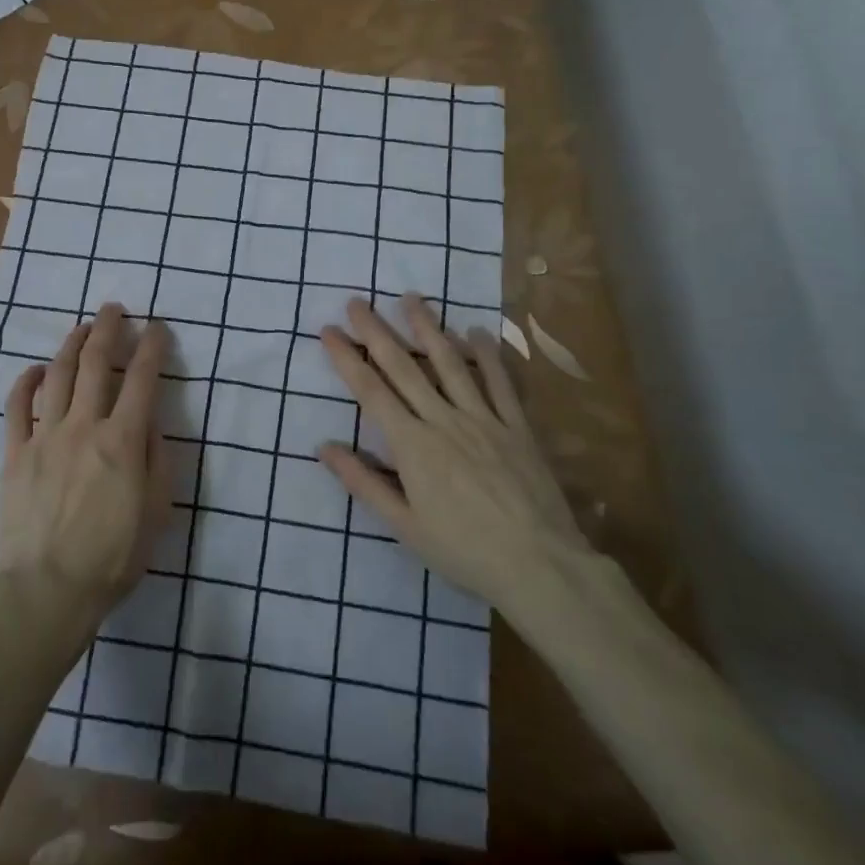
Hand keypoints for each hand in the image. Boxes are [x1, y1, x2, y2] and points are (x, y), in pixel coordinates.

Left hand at [0, 304, 171, 631]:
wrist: (46, 589)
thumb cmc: (112, 557)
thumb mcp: (156, 511)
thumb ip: (156, 459)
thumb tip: (149, 421)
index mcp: (123, 440)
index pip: (142, 379)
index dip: (152, 347)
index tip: (158, 327)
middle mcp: (84, 425)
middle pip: (96, 363)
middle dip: (108, 329)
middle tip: (114, 309)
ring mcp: (45, 435)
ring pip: (58, 375)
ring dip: (72, 345)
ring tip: (83, 328)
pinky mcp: (15, 452)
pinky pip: (17, 406)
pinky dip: (26, 381)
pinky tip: (35, 370)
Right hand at [318, 295, 593, 612]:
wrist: (539, 565)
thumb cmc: (463, 550)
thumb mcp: (404, 526)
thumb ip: (364, 483)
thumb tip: (324, 448)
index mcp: (412, 445)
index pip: (371, 391)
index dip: (347, 358)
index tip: (329, 330)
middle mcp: (443, 420)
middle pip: (404, 367)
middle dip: (376, 331)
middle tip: (357, 302)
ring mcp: (482, 418)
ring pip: (450, 363)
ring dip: (427, 328)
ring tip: (411, 298)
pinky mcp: (516, 426)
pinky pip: (499, 382)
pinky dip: (486, 355)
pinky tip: (476, 330)